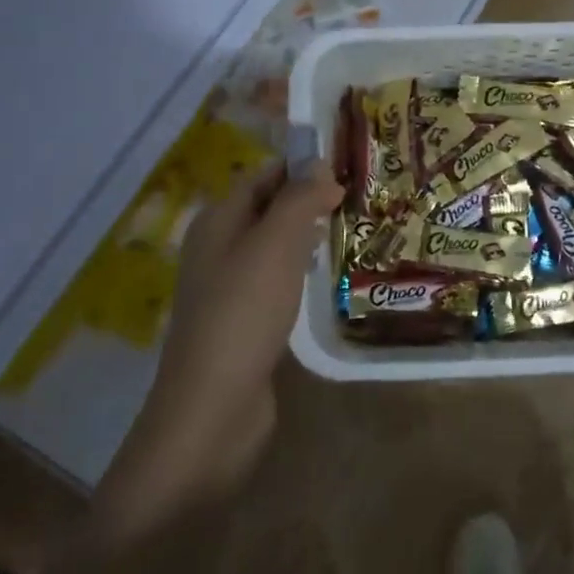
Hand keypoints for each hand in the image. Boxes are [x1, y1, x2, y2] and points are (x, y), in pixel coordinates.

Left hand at [109, 160, 341, 505]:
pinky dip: (300, 270)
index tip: (349, 167)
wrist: (214, 408)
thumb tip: (321, 165)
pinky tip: (326, 279)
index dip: (302, 166)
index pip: (263, 175)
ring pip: (274, 245)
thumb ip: (298, 199)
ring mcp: (229, 287)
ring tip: (351, 230)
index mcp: (218, 221)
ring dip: (307, 235)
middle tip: (359, 198)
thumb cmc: (244, 314)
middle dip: (308, 199)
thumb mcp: (275, 246)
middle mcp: (218, 247)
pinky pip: (276, 279)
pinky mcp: (243, 320)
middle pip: (268, 208)